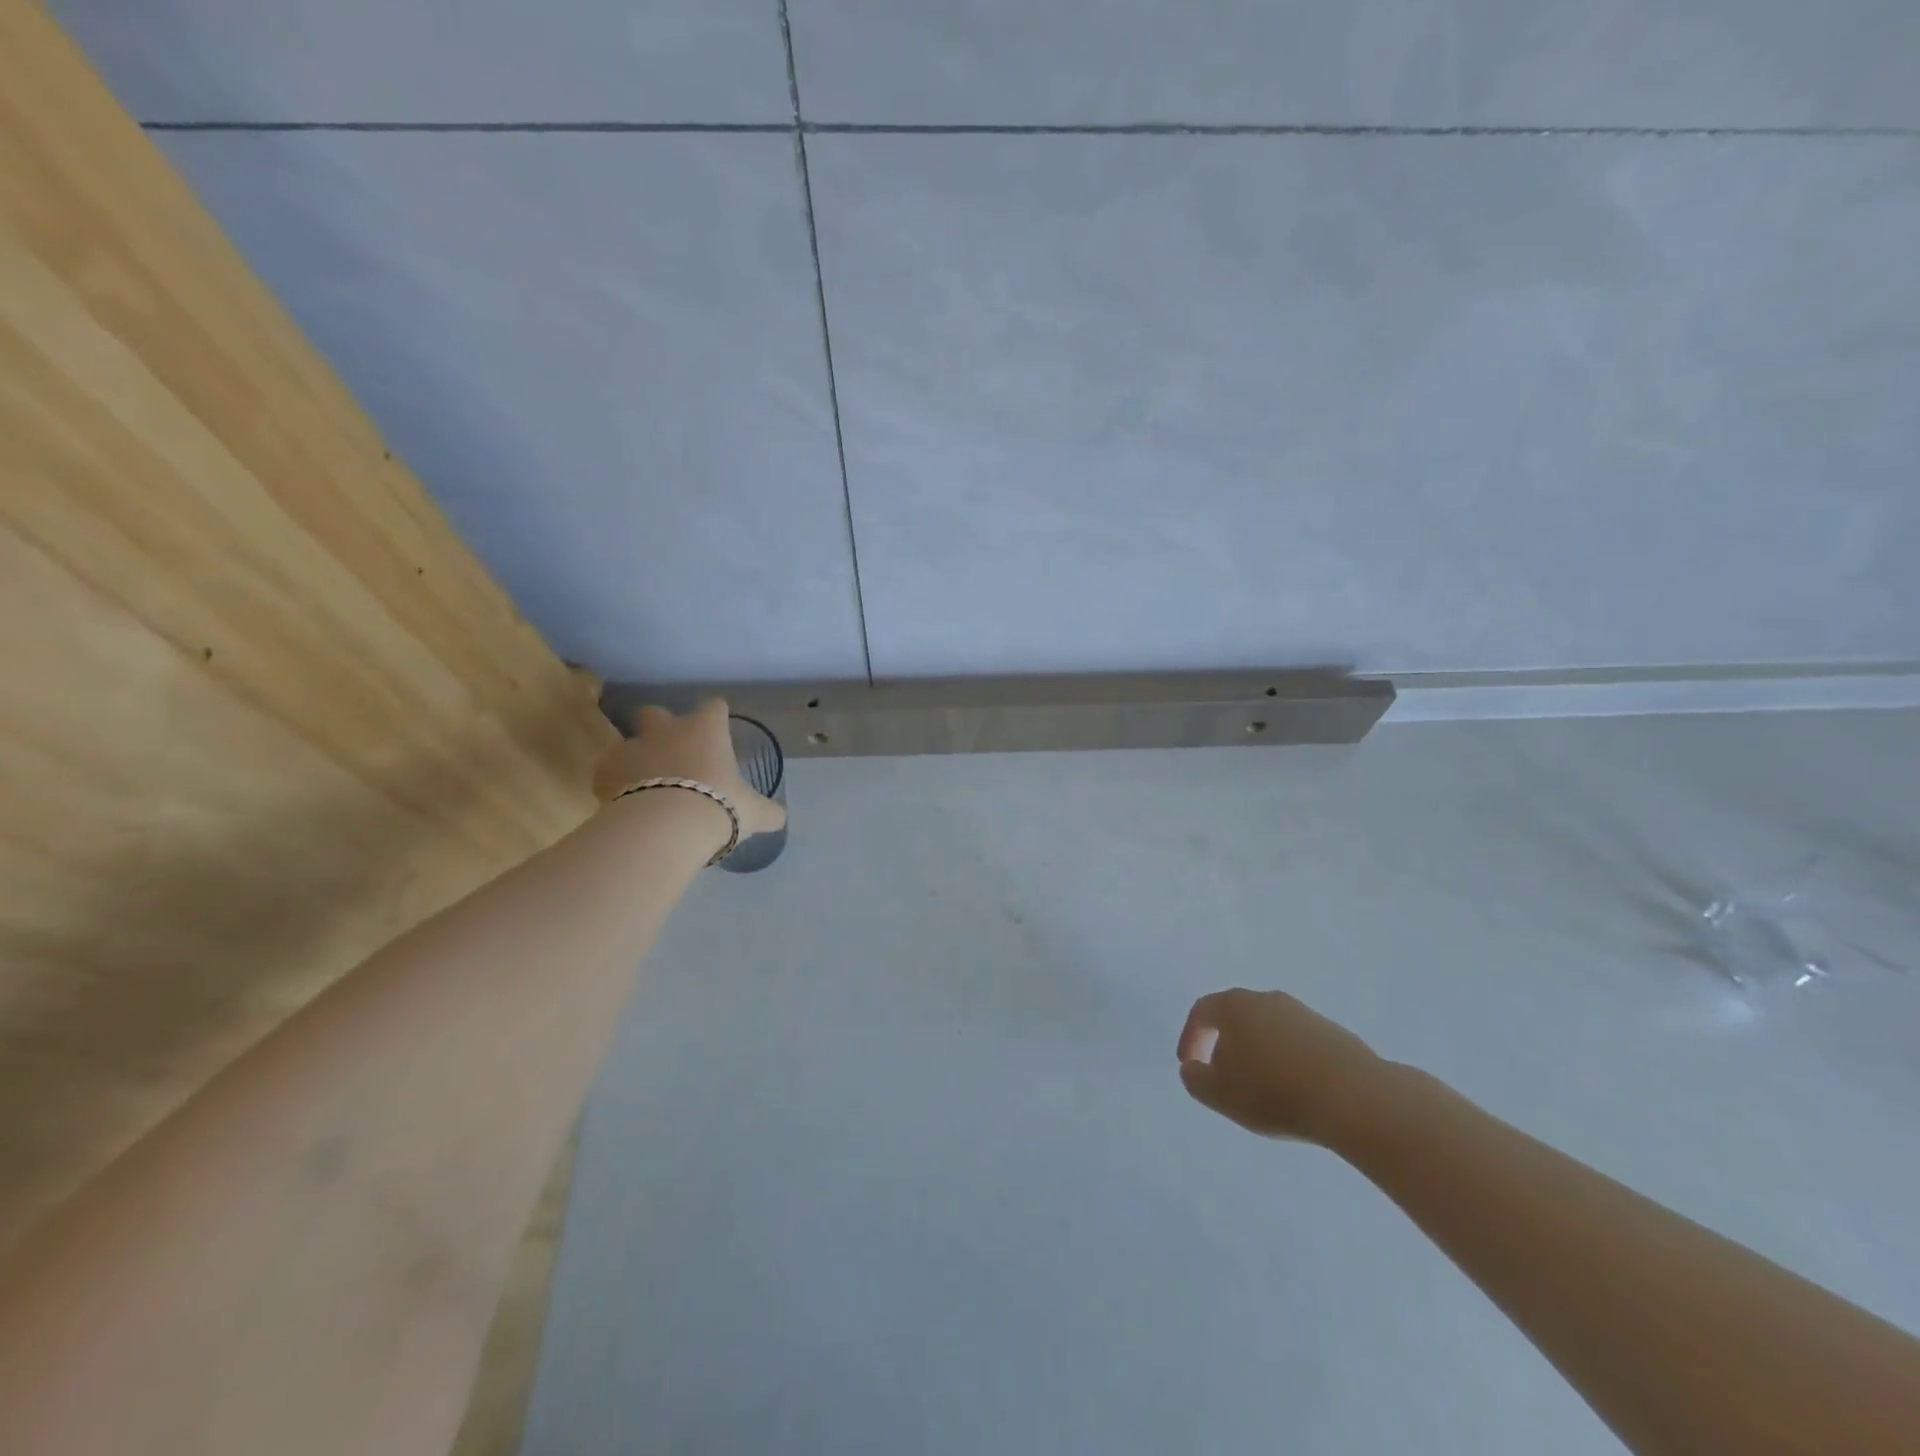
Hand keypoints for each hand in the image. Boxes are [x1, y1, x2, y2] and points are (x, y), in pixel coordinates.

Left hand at [592, 699, 786, 845]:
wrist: (666, 827)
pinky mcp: (604, 771)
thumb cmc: (718, 806)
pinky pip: (609, 772)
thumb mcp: (754, 813)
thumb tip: (780, 816)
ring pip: (629, 743)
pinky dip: (615, 783)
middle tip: (673, 754)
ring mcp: (632, 747)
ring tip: (646, 787)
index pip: (714, 707)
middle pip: (656, 712)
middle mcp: (667, 730)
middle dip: (661, 727)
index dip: (716, 717)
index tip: (718, 730)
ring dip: (637, 758)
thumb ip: (768, 811)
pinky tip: (626, 804)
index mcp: (706, 730)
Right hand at [1176, 989, 1382, 1144]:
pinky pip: (1298, 1044)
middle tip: (1225, 1077)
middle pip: (1237, 1016)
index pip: (1202, 1011)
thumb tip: (1194, 1067)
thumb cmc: (1273, 1091)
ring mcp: (1304, 1013)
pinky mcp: (1334, 1033)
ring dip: (1260, 1054)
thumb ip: (1195, 1079)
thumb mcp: (1219, 1094)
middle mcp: (1267, 999)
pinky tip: (1296, 1091)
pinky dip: (1289, 1062)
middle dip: (1226, 1045)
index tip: (1189, 1065)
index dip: (1190, 1037)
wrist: (1353, 1097)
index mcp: (1235, 1005)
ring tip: (1264, 1090)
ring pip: (1269, 1030)